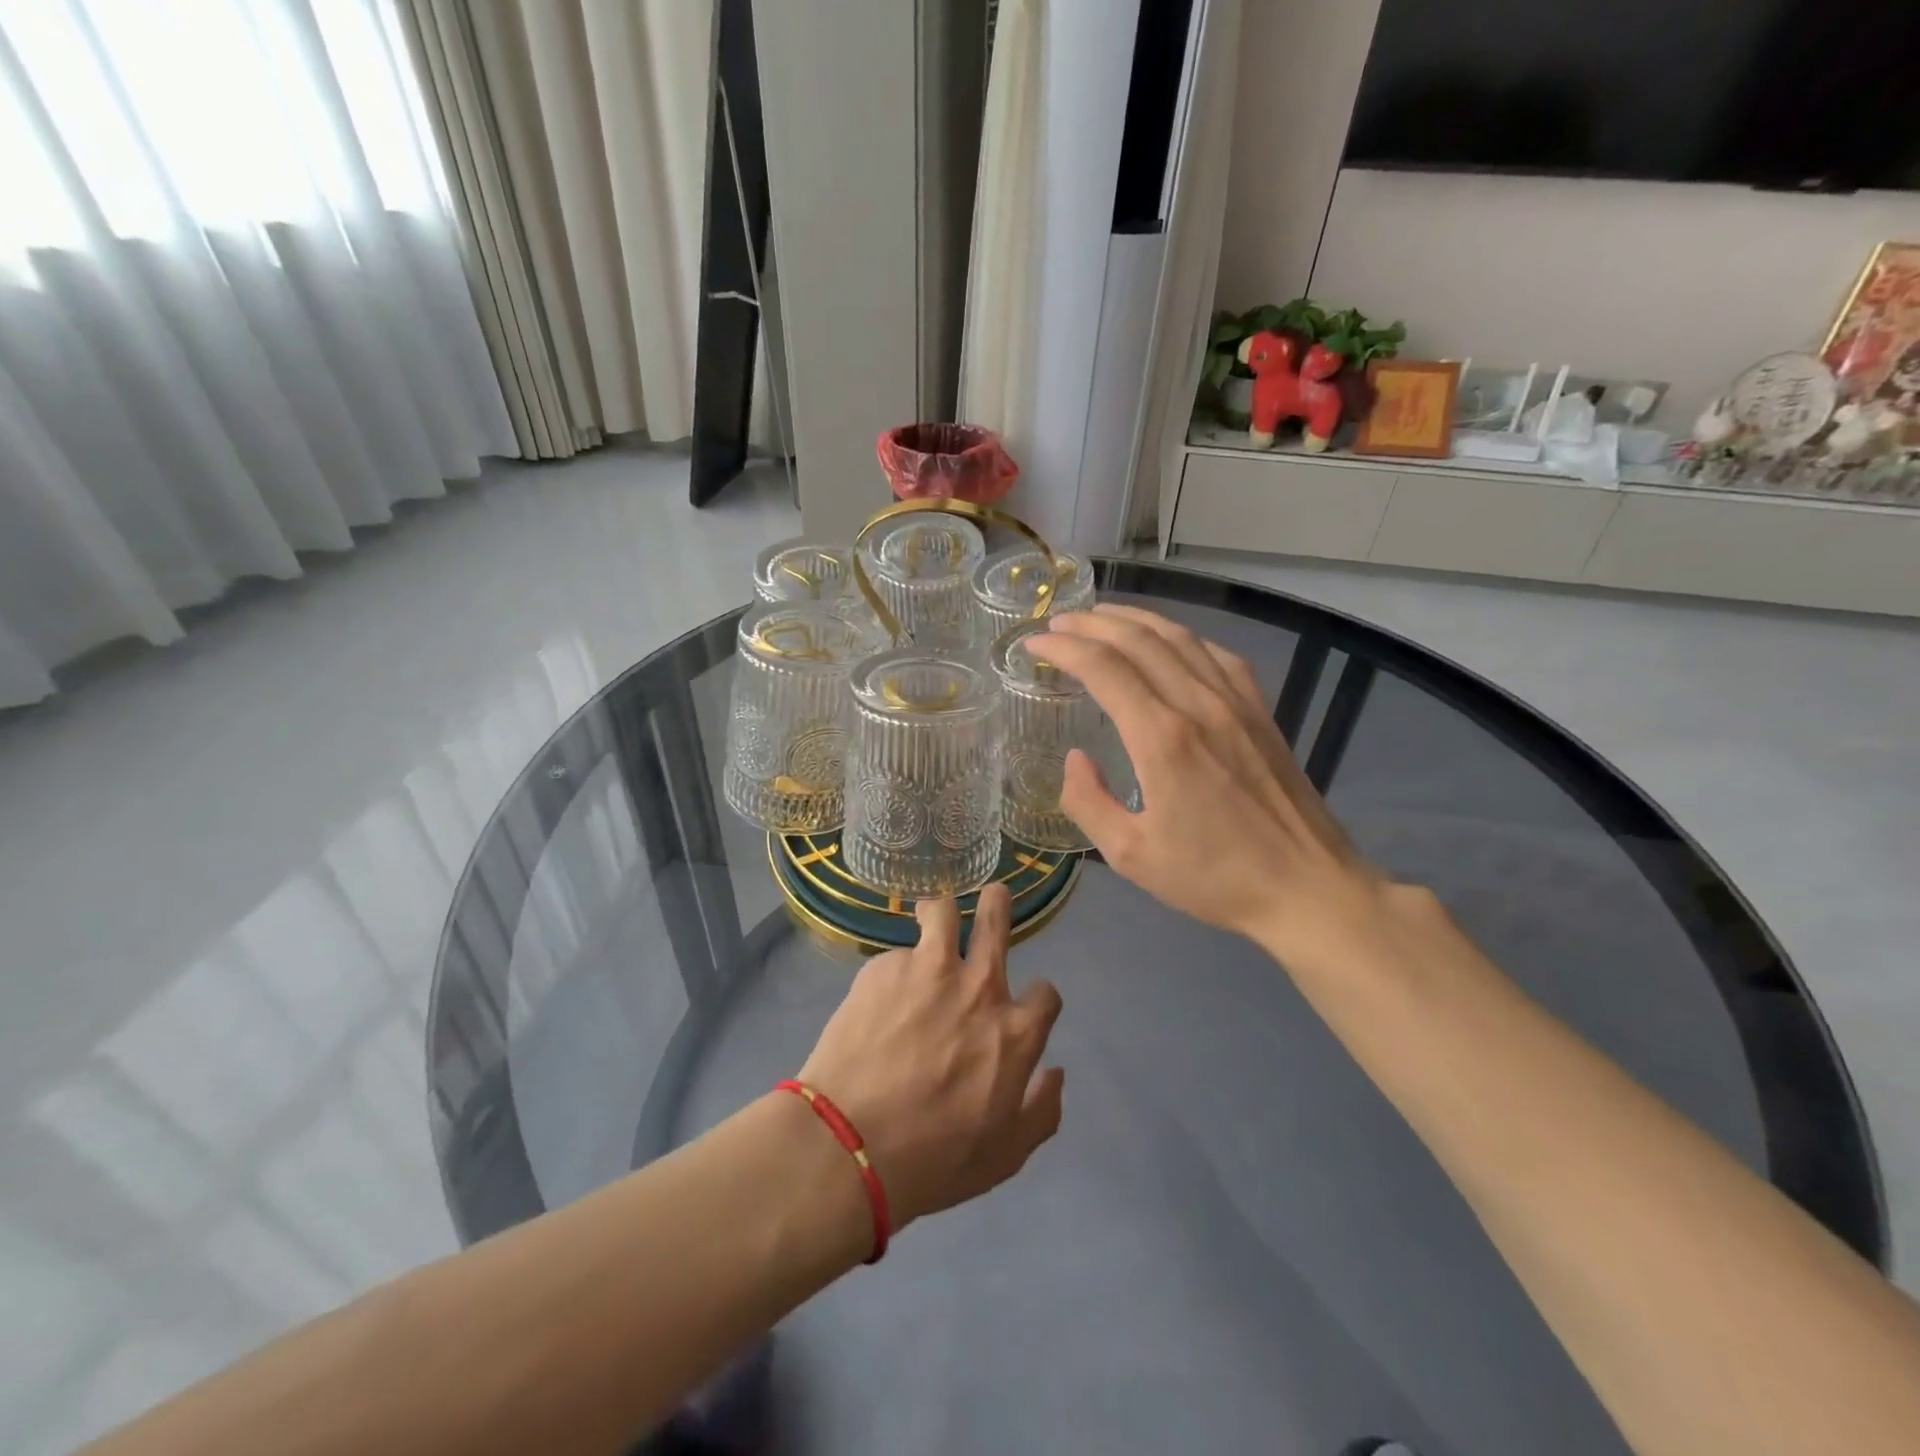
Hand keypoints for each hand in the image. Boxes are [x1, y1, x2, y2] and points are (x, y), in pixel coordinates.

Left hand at [798, 886, 1063, 1230]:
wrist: (850, 1144)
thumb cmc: (934, 1159)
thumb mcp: (1005, 1155)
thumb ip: (1041, 1110)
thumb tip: (1055, 1072)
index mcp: (1014, 1030)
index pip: (1047, 993)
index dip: (1039, 1000)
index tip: (1026, 1009)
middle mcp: (978, 985)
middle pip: (997, 919)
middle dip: (998, 904)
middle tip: (992, 900)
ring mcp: (928, 969)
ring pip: (942, 910)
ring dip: (940, 914)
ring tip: (930, 922)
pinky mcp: (882, 968)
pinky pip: (896, 954)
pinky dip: (895, 969)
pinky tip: (879, 996)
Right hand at [1029, 606, 1385, 964]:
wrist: (1307, 887)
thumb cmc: (1215, 878)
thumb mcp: (1131, 856)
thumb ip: (1089, 803)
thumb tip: (1075, 759)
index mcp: (1162, 738)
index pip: (1104, 668)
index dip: (1064, 648)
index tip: (1035, 642)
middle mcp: (1198, 705)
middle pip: (1139, 640)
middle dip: (1092, 623)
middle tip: (1059, 621)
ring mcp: (1236, 703)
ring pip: (1179, 638)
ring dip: (1134, 620)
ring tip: (1102, 616)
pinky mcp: (1260, 711)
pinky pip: (1217, 655)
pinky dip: (1183, 637)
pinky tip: (1170, 641)